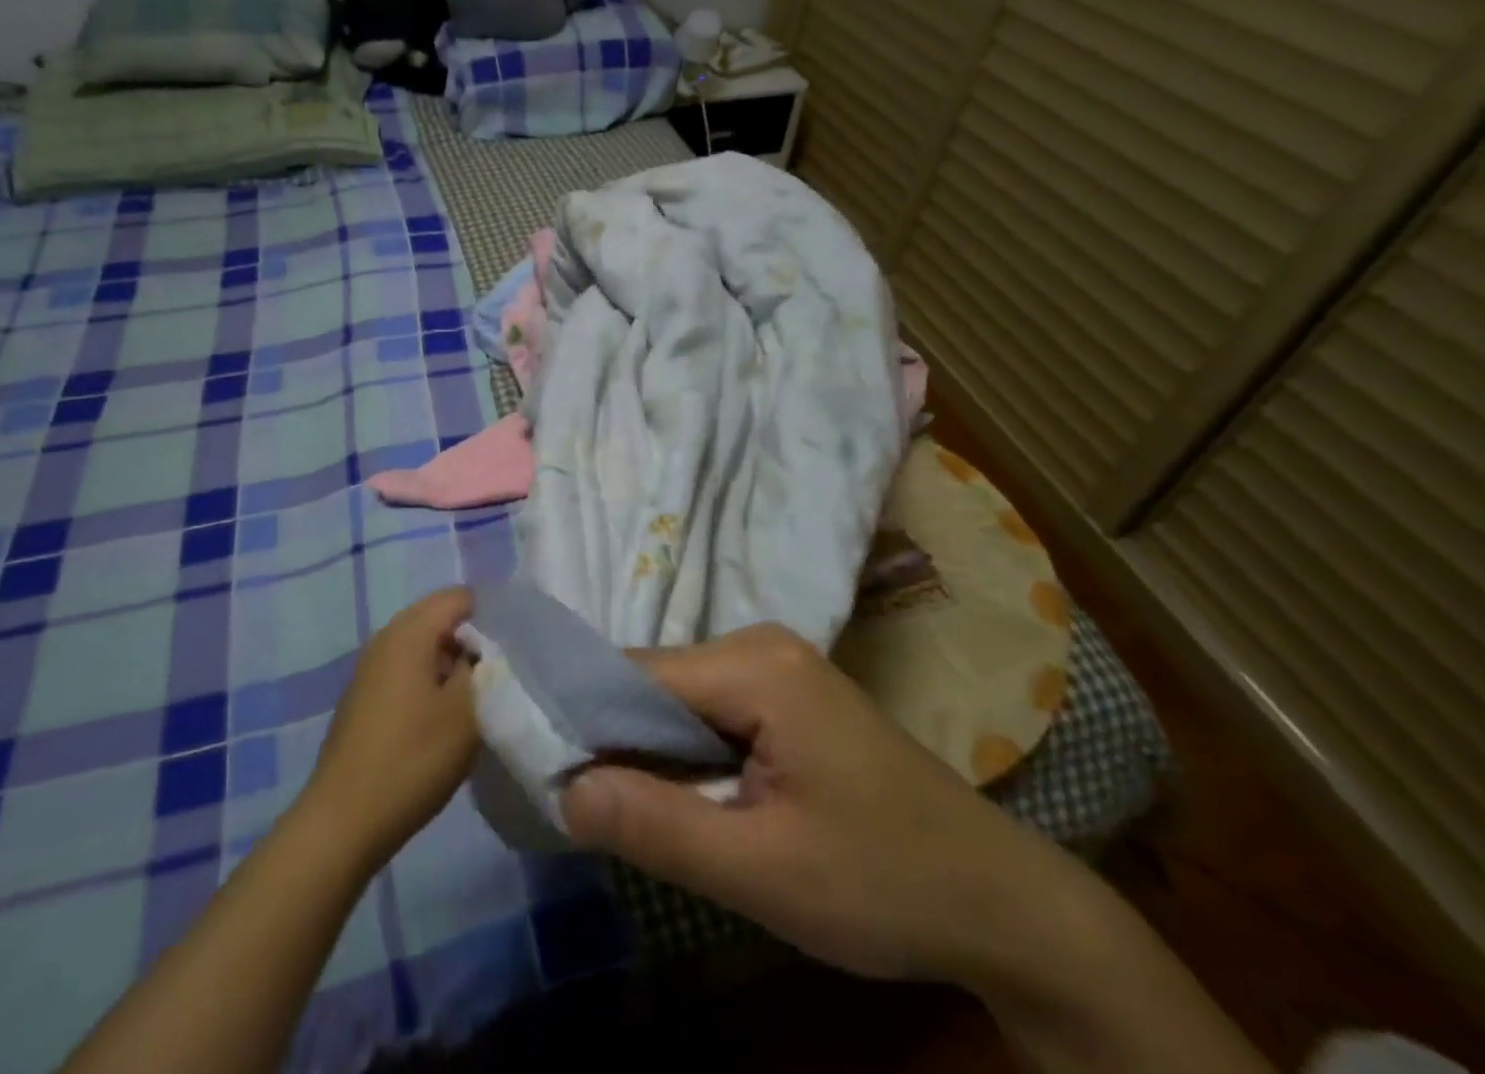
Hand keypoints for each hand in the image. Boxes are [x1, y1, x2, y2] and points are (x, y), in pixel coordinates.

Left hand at [304, 587, 477, 867]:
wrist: (344, 820)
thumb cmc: (412, 759)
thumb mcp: (466, 712)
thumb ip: (485, 667)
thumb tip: (490, 645)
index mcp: (410, 631)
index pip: (460, 596)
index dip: (493, 613)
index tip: (517, 644)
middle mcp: (386, 637)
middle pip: (439, 617)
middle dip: (473, 637)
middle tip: (503, 669)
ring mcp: (371, 667)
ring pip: (423, 644)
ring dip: (452, 661)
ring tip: (480, 693)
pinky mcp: (365, 695)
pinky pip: (406, 668)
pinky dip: (430, 678)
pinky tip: (445, 714)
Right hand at [560, 624, 1088, 985]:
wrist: (1002, 906)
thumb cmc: (885, 884)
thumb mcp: (764, 871)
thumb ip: (658, 826)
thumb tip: (564, 789)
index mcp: (755, 664)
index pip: (636, 674)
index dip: (586, 720)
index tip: (547, 772)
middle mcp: (759, 644)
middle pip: (655, 682)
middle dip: (619, 740)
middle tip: (585, 805)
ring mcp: (775, 665)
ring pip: (678, 698)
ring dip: (651, 750)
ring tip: (627, 806)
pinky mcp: (785, 694)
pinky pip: (708, 711)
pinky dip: (684, 751)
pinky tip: (682, 793)